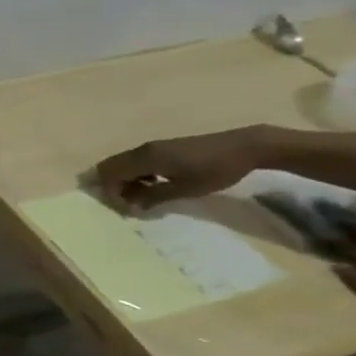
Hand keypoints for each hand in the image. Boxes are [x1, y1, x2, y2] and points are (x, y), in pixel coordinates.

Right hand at [92, 128, 264, 211]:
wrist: (246, 147)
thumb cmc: (214, 170)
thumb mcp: (184, 189)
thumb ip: (153, 196)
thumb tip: (131, 205)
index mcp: (144, 158)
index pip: (109, 174)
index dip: (110, 193)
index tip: (125, 209)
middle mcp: (143, 150)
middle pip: (110, 167)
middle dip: (112, 186)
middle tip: (126, 203)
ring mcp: (152, 147)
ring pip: (122, 164)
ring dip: (124, 181)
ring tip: (140, 197)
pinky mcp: (162, 148)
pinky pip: (136, 162)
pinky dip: (135, 175)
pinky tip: (153, 185)